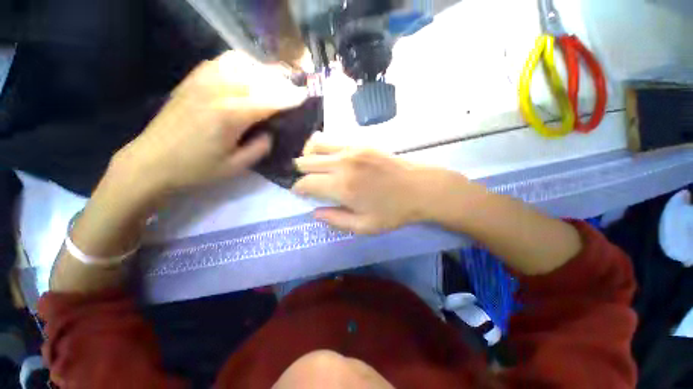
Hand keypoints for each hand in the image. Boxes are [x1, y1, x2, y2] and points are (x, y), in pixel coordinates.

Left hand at [112, 51, 306, 195]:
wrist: (151, 161)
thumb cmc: (196, 169)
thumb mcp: (236, 167)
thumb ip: (260, 147)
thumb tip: (269, 131)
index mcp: (230, 115)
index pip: (269, 100)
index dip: (290, 98)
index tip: (306, 96)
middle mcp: (218, 90)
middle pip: (258, 77)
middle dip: (281, 83)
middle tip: (294, 91)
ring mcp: (202, 80)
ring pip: (241, 63)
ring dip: (262, 71)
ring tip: (273, 83)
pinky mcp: (193, 79)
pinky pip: (222, 62)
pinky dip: (242, 65)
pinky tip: (247, 75)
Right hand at [292, 140, 475, 233]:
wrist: (420, 188)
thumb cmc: (393, 211)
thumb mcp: (364, 226)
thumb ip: (335, 220)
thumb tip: (314, 212)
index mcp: (342, 187)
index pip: (305, 183)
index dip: (298, 189)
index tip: (300, 193)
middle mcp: (342, 164)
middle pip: (305, 161)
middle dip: (300, 172)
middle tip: (307, 181)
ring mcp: (351, 149)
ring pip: (315, 145)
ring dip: (309, 156)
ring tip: (314, 167)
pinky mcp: (361, 142)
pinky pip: (332, 140)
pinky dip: (323, 148)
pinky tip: (330, 158)